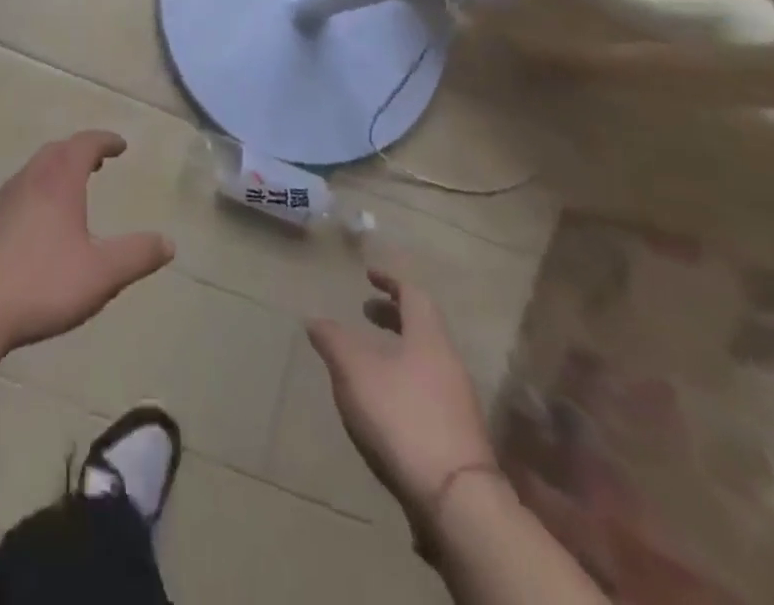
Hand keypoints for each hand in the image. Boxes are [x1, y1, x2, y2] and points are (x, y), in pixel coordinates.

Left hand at [0, 131, 173, 355]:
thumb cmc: (41, 283)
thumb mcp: (101, 274)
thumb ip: (136, 256)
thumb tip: (168, 242)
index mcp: (58, 181)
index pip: (84, 145)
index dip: (104, 141)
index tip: (120, 145)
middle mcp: (29, 180)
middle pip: (56, 151)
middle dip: (79, 151)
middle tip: (98, 161)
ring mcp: (3, 200)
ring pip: (34, 171)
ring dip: (56, 170)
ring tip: (72, 188)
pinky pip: (19, 192)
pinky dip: (38, 191)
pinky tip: (40, 222)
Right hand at [308, 269, 495, 528]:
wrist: (456, 499)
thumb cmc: (402, 417)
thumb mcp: (353, 370)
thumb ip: (332, 340)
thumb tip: (315, 320)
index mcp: (429, 339)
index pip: (414, 295)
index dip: (390, 281)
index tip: (369, 276)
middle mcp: (449, 364)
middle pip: (423, 327)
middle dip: (393, 315)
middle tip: (365, 312)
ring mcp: (459, 402)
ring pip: (426, 360)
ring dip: (398, 349)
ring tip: (368, 357)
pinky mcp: (458, 436)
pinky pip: (428, 389)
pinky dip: (404, 380)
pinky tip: (383, 400)